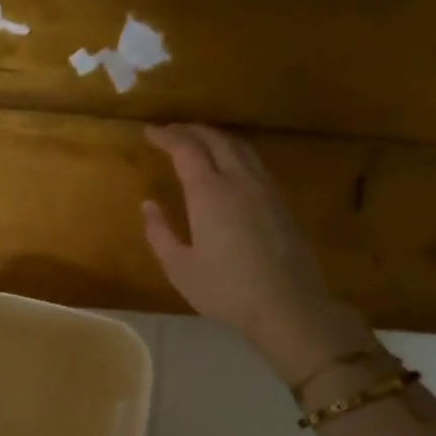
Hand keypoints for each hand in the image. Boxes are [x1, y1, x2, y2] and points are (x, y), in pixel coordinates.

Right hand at [143, 124, 370, 380]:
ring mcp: (264, 188)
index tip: (149, 132)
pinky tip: (228, 166)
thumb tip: (148, 205)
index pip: (186, 149)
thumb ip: (159, 233)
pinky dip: (234, 152)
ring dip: (215, 137)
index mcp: (209, 193)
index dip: (166, 136)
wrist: (287, 305)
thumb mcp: (180, 268)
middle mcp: (239, 180)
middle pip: (215, 139)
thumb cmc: (225, 290)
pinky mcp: (280, 201)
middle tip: (170, 132)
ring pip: (239, 147)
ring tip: (197, 142)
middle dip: (190, 130)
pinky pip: (254, 161)